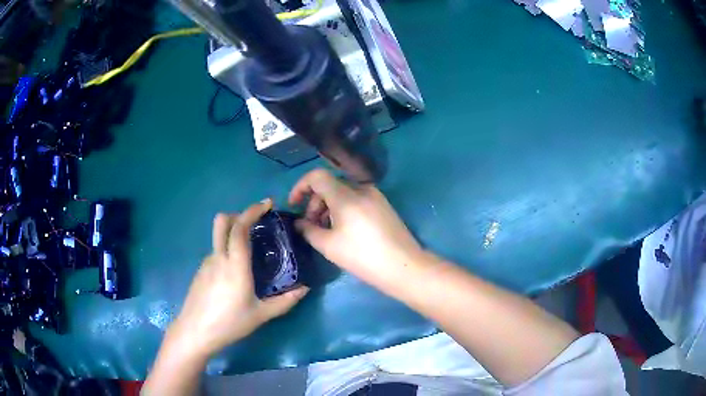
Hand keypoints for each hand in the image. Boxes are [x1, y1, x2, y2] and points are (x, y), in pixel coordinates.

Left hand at [166, 199, 308, 358]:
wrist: (195, 332)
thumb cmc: (229, 324)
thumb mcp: (261, 315)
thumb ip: (285, 301)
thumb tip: (305, 288)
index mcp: (235, 265)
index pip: (240, 228)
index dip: (252, 211)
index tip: (267, 204)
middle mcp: (218, 258)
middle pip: (222, 221)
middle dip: (239, 214)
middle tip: (256, 223)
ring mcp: (206, 263)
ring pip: (218, 236)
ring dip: (233, 233)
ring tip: (249, 251)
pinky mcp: (200, 271)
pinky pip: (216, 252)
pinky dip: (227, 249)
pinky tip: (234, 273)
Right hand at [289, 169, 426, 288]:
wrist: (403, 267)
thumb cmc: (362, 256)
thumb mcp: (329, 246)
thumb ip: (308, 230)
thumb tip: (299, 223)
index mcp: (346, 195)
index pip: (316, 176)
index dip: (300, 187)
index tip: (294, 205)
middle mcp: (361, 188)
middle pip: (330, 185)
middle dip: (314, 202)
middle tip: (311, 226)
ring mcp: (375, 196)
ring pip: (343, 193)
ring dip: (328, 207)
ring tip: (326, 231)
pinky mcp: (383, 205)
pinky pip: (356, 200)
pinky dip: (343, 209)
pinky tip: (344, 230)